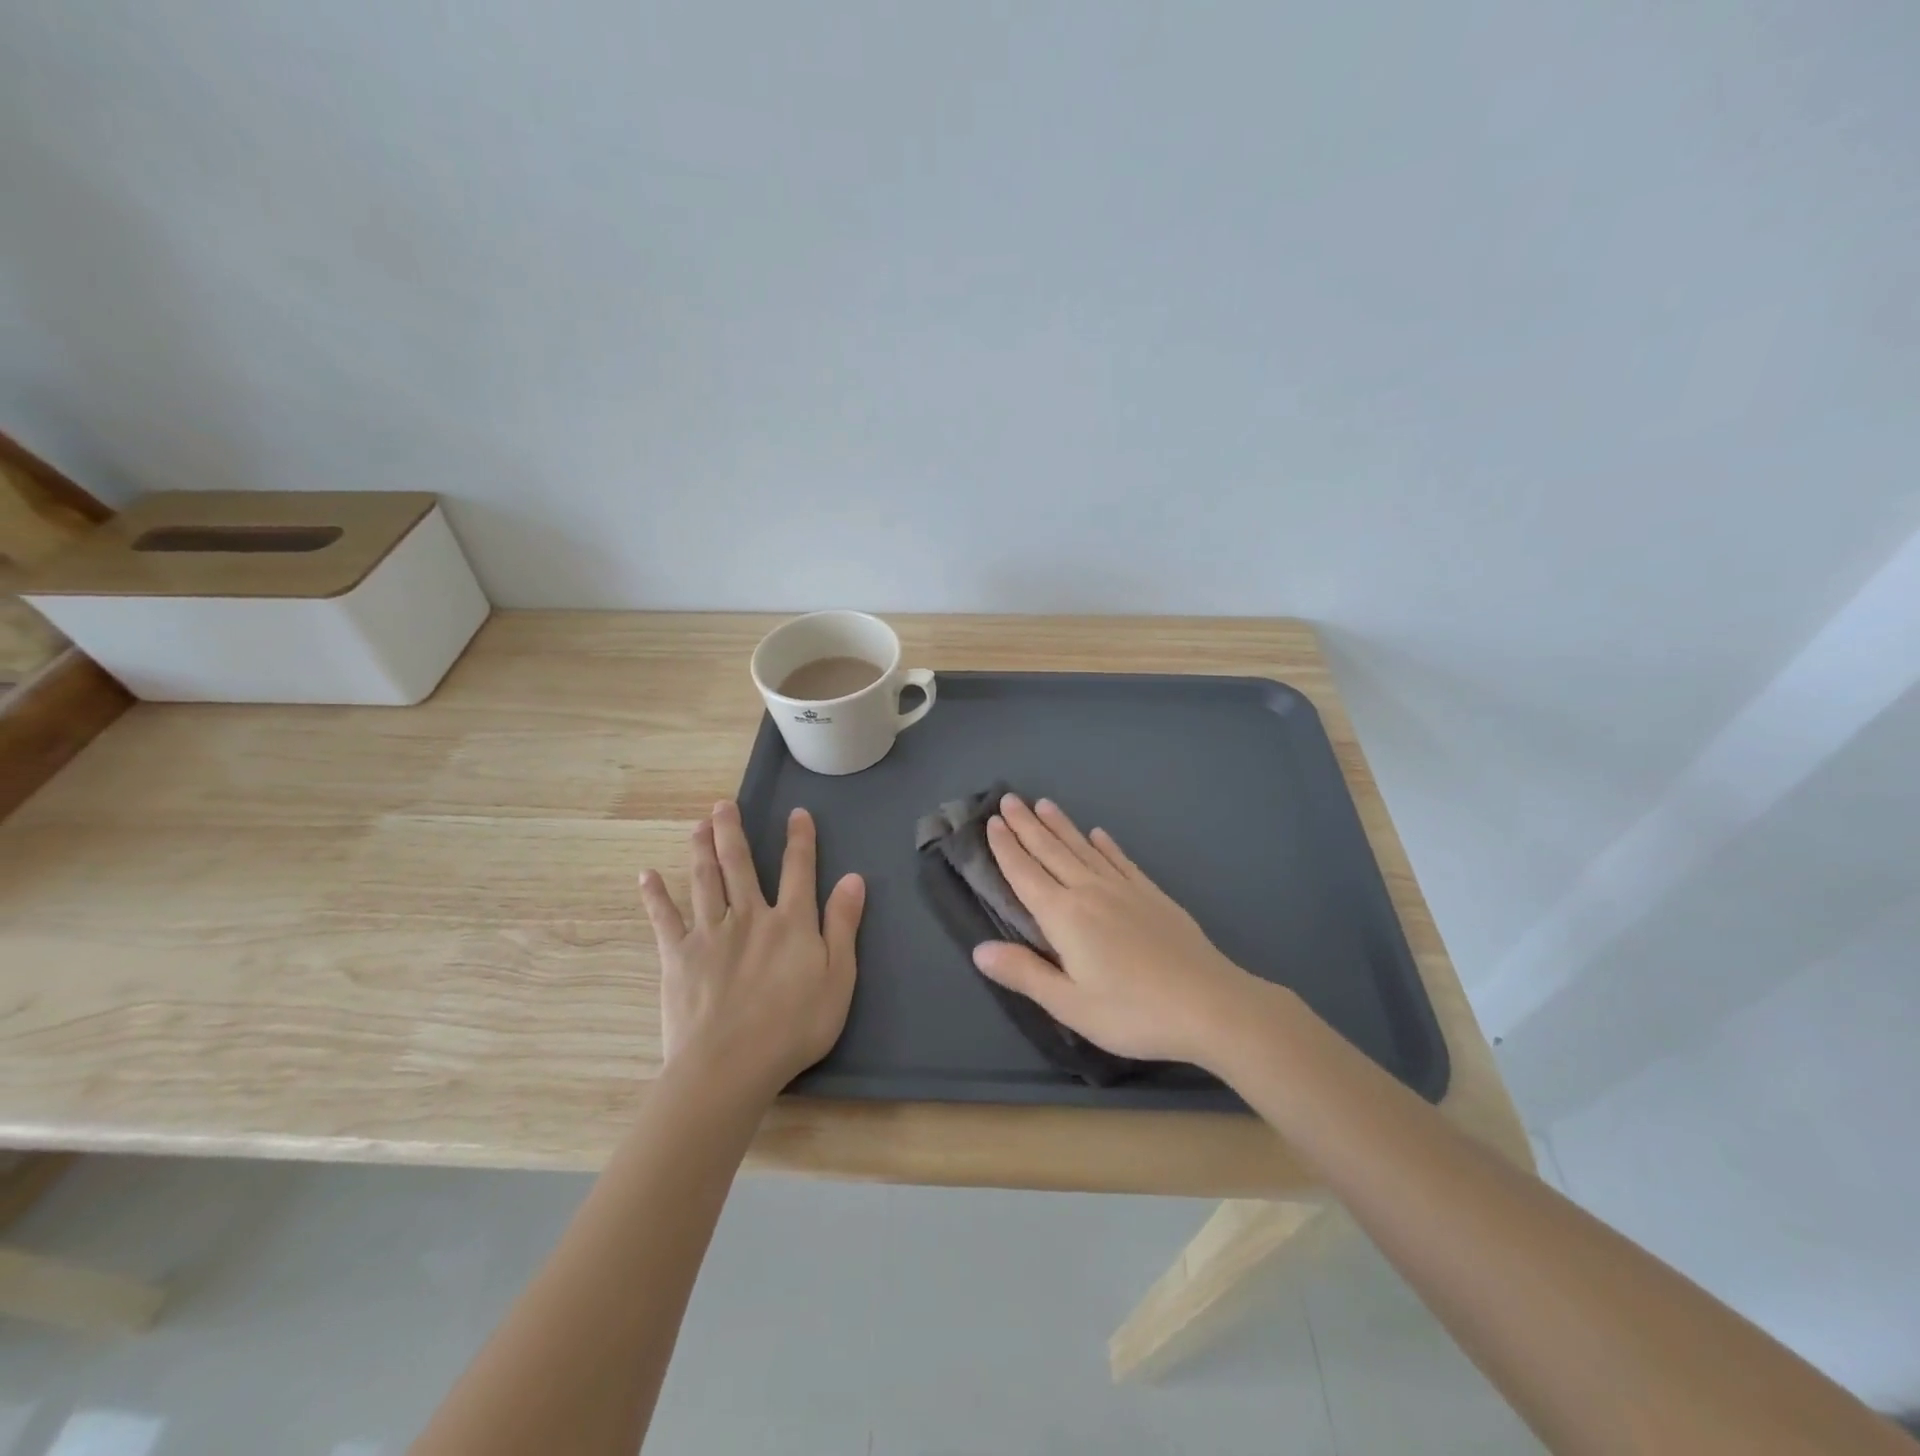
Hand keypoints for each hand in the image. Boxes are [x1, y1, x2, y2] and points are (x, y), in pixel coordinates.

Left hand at [638, 801, 864, 1099]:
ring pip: (704, 881)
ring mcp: (710, 933)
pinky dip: (655, 896)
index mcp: (790, 922)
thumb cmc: (794, 1027)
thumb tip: (853, 878)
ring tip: (698, 825)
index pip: (798, 869)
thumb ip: (843, 926)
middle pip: (740, 864)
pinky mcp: (678, 956)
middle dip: (732, 831)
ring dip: (701, 850)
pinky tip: (646, 876)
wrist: (731, 1065)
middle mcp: (749, 916)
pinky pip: (664, 919)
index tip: (797, 813)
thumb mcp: (838, 979)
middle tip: (722, 805)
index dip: (799, 839)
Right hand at [972, 793, 1261, 1069]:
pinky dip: (1106, 845)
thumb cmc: (1133, 1012)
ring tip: (1044, 804)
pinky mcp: (1152, 895)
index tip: (992, 822)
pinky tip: (1099, 834)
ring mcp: (1125, 889)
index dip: (1006, 848)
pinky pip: (1121, 860)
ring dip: (1061, 826)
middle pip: (1051, 851)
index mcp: (1064, 917)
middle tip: (1009, 798)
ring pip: (1083, 848)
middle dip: (1027, 825)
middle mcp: (1090, 892)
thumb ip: (1024, 973)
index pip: (1025, 874)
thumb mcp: (1070, 1004)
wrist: (1210, 1004)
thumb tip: (979, 950)